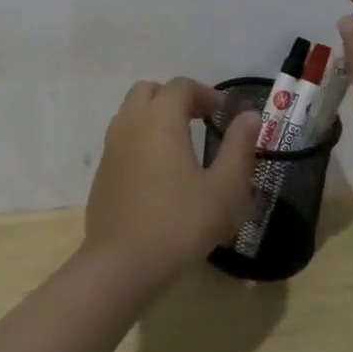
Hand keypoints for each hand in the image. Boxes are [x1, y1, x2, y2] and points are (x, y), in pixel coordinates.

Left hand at [83, 78, 262, 289]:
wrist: (121, 265)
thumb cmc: (180, 223)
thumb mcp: (224, 189)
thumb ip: (239, 147)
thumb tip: (250, 116)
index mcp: (160, 118)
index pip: (182, 86)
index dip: (206, 94)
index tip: (225, 116)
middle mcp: (130, 122)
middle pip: (150, 91)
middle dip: (176, 99)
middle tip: (200, 122)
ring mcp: (111, 147)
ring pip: (131, 113)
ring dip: (155, 118)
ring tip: (181, 147)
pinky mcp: (101, 172)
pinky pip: (122, 140)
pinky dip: (140, 141)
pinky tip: (158, 175)